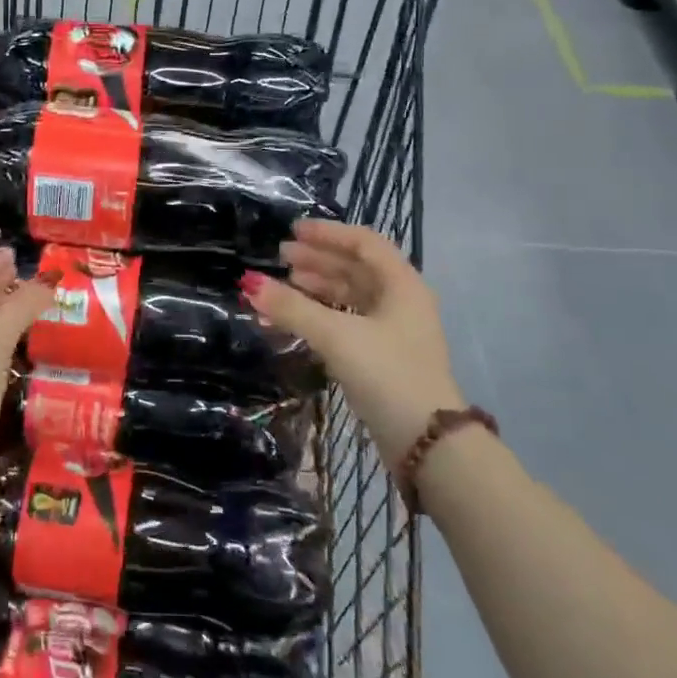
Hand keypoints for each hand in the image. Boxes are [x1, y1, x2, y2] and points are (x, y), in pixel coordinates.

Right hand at [240, 220, 461, 473]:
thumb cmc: (387, 374)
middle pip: (356, 268)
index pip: (364, 243)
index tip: (293, 232)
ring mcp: (395, 332)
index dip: (328, 234)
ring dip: (318, 287)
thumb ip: (292, 308)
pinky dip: (323, 315)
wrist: (428, 445)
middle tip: (281, 258)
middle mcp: (402, 302)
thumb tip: (248, 282)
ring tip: (284, 286)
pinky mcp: (386, 358)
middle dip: (318, 260)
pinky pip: (349, 322)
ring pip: (352, 296)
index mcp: (402, 284)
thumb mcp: (336, 335)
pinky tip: (298, 320)